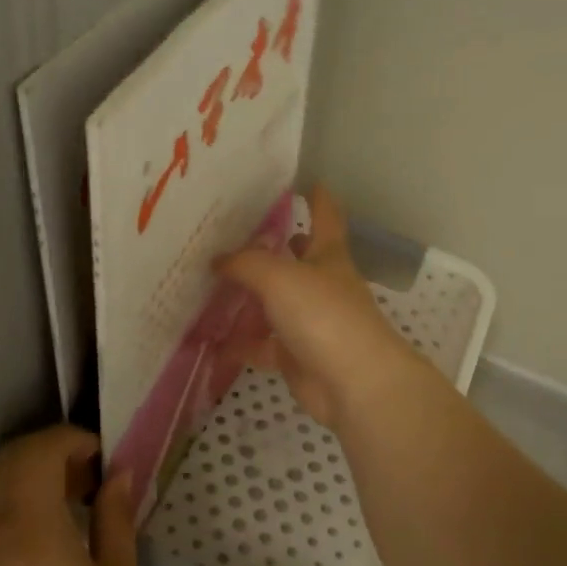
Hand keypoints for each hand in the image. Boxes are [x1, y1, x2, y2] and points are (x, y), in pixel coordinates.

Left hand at [0, 426, 138, 565]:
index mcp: (30, 528)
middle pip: (7, 462)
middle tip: (88, 476)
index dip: (71, 440)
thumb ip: (116, 518)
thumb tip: (119, 475)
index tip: (102, 456)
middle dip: (48, 452)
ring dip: (29, 480)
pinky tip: (46, 549)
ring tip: (72, 507)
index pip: (38, 451)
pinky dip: (14, 512)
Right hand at [216, 186, 429, 432]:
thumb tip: (218, 259)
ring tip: (216, 284)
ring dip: (252, 296)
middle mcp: (323, 285)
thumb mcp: (279, 277)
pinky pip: (263, 345)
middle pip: (300, 260)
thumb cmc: (323, 315)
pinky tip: (212, 340)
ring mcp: (311, 322)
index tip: (309, 182)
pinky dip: (240, 343)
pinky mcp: (298, 356)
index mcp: (329, 256)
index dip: (318, 199)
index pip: (326, 217)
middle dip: (280, 247)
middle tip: (242, 236)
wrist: (354, 384)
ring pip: (277, 304)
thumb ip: (245, 263)